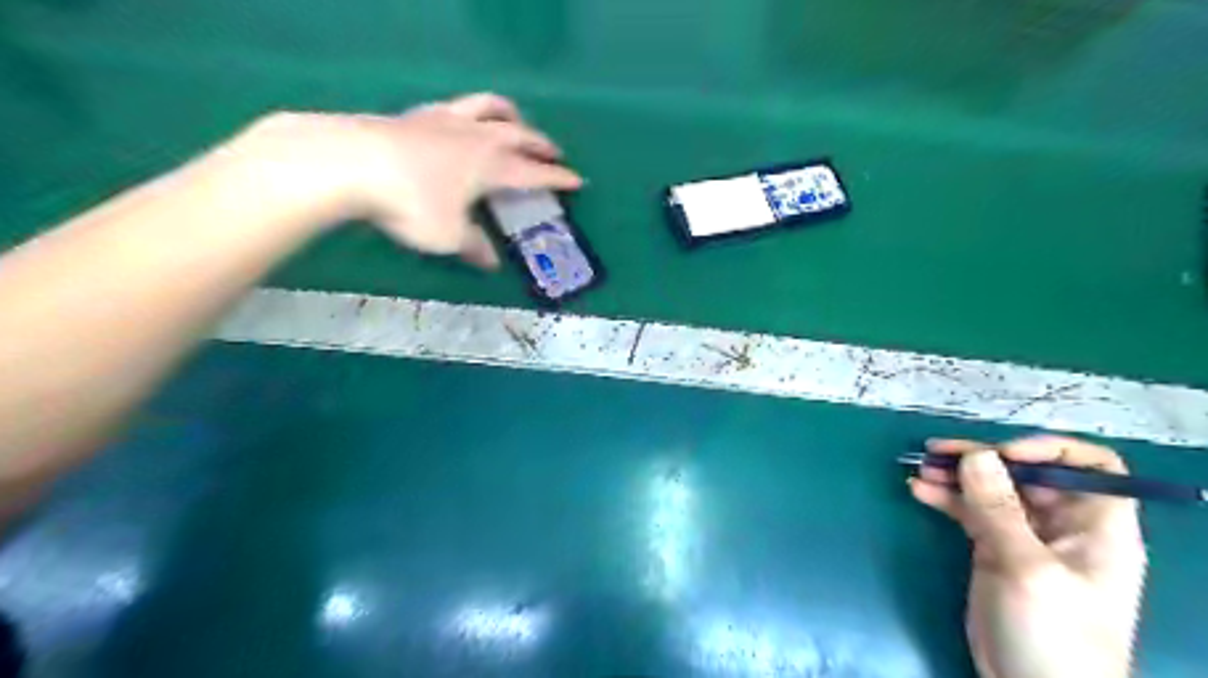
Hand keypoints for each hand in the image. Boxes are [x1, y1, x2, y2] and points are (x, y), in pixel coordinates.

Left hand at [235, 92, 585, 266]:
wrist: (352, 162)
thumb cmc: (411, 203)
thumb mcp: (449, 236)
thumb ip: (475, 246)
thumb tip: (492, 263)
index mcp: (492, 167)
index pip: (535, 173)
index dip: (559, 179)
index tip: (578, 181)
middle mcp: (477, 138)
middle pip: (521, 135)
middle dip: (542, 145)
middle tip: (555, 153)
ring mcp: (448, 120)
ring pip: (491, 107)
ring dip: (511, 115)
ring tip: (517, 121)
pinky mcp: (420, 114)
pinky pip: (458, 106)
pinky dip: (473, 112)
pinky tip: (464, 120)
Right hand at [911, 438, 1143, 677]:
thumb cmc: (1052, 633)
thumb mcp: (1027, 568)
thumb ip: (999, 509)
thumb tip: (977, 454)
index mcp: (1095, 527)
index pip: (1091, 468)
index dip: (1049, 450)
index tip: (1003, 453)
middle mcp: (1062, 525)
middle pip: (1027, 473)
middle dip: (983, 458)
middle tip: (937, 452)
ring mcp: (1024, 537)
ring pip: (991, 489)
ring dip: (956, 475)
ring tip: (920, 466)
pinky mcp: (993, 549)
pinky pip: (969, 511)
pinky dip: (945, 498)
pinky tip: (918, 489)